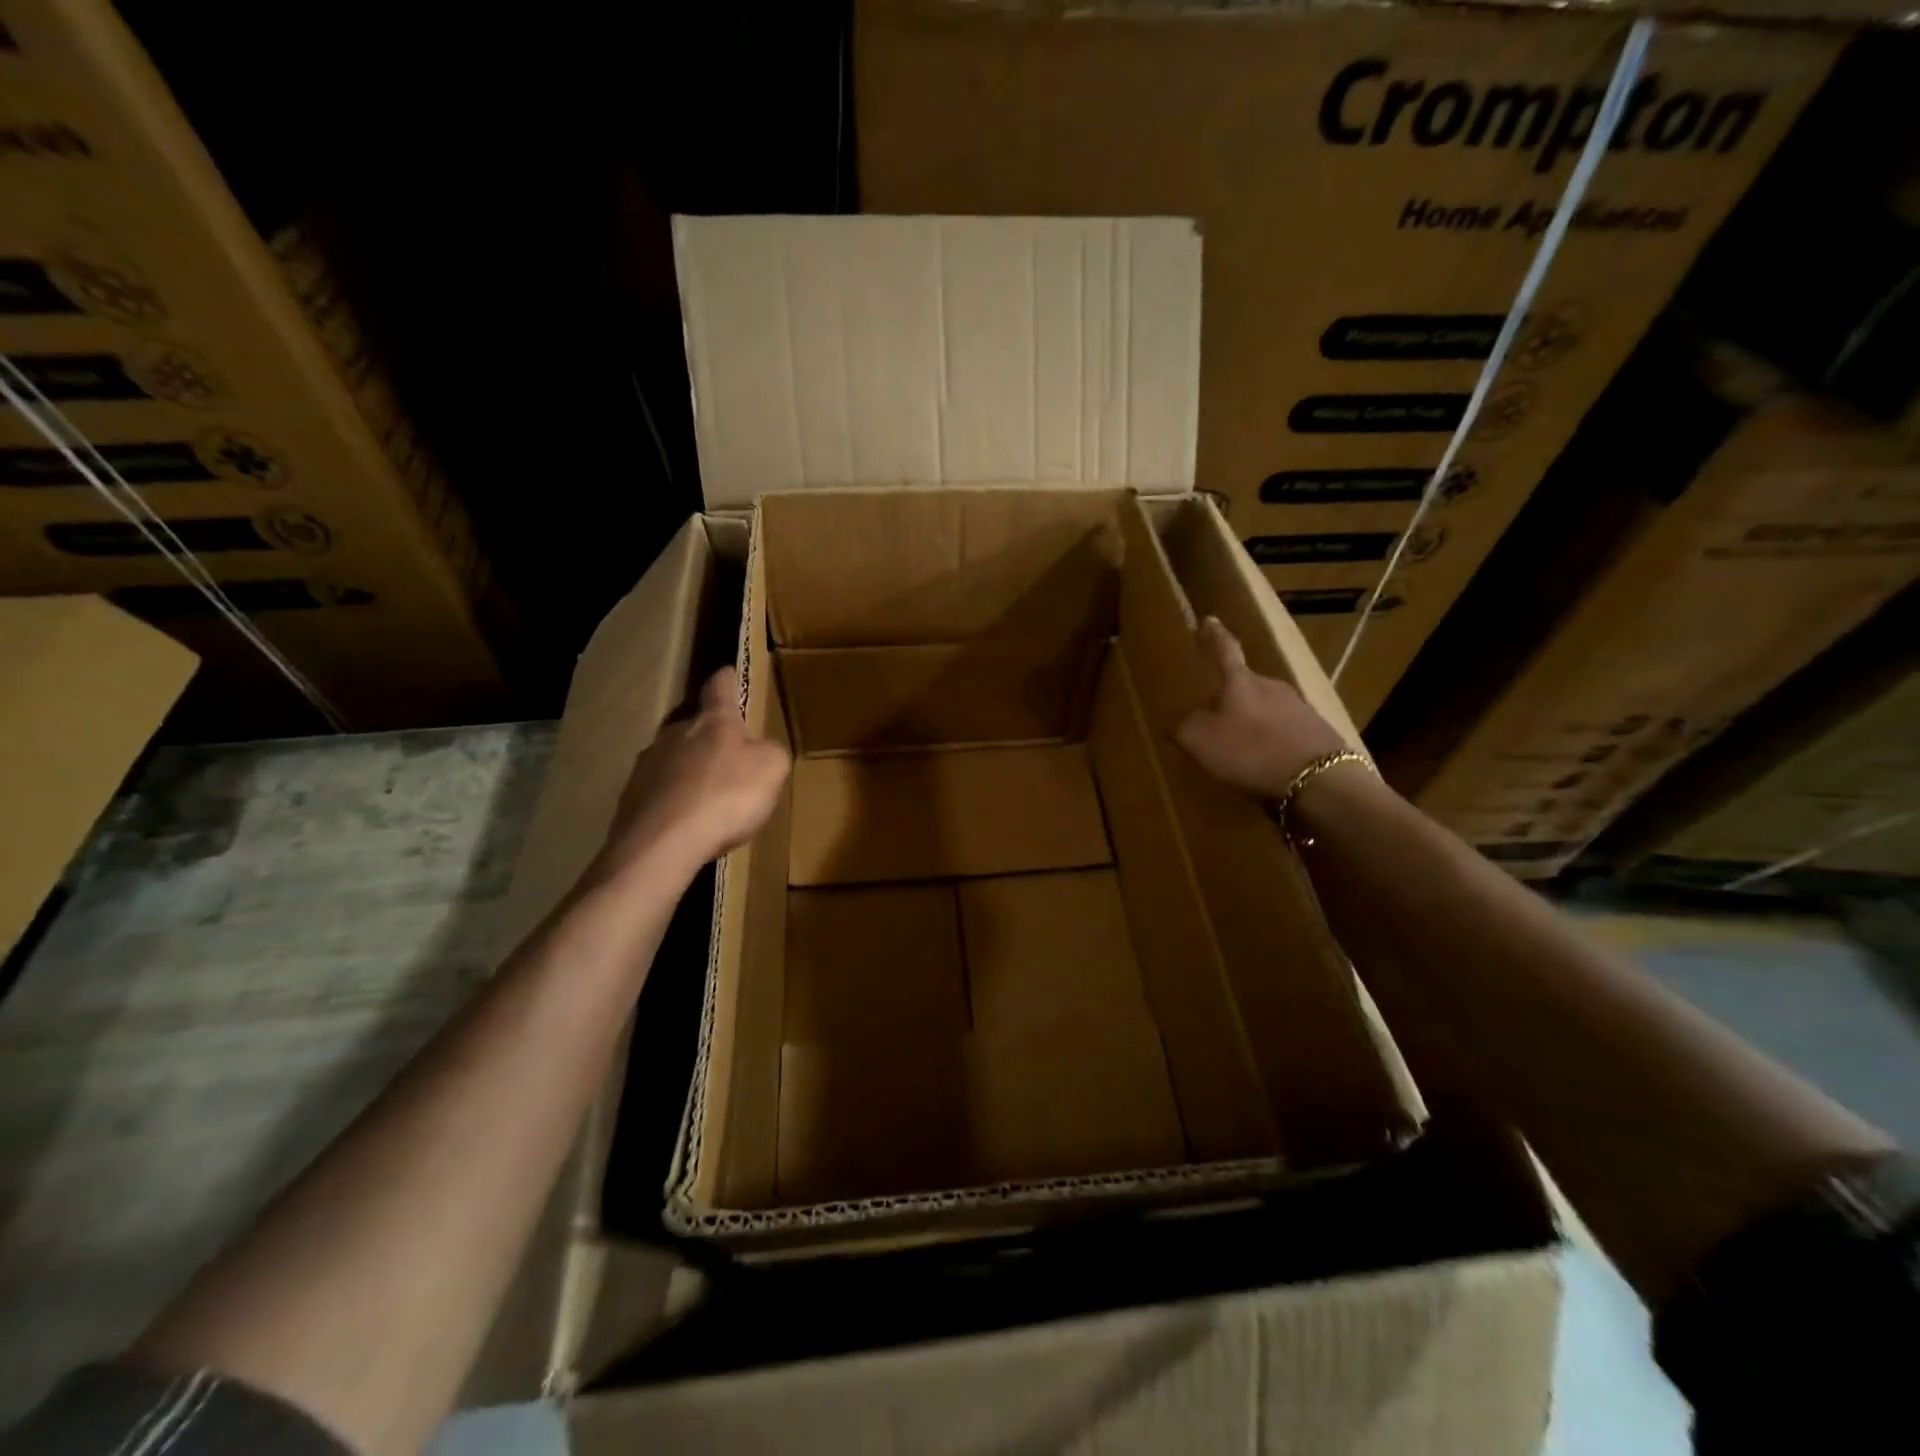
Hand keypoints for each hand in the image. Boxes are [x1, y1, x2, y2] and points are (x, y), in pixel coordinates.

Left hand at [595, 667, 790, 883]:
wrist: (662, 844)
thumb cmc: (725, 797)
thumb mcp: (772, 770)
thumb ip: (771, 752)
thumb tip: (761, 749)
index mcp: (713, 722)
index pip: (720, 688)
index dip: (728, 679)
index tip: (729, 671)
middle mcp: (675, 734)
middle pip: (695, 725)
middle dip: (711, 737)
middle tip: (730, 756)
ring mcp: (647, 765)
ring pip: (674, 759)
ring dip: (691, 771)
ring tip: (708, 797)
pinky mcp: (631, 798)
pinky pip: (660, 793)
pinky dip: (674, 801)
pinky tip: (687, 824)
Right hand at [1174, 617, 1349, 798]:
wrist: (1319, 780)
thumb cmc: (1251, 751)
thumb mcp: (1200, 741)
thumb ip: (1183, 726)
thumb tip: (1177, 719)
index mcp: (1241, 682)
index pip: (1224, 651)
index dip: (1214, 636)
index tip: (1208, 619)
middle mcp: (1272, 686)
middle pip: (1245, 684)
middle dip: (1229, 696)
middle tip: (1213, 714)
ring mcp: (1299, 708)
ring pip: (1265, 708)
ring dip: (1251, 722)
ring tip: (1239, 746)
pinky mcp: (1317, 732)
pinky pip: (1284, 731)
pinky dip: (1271, 741)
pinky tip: (1265, 762)